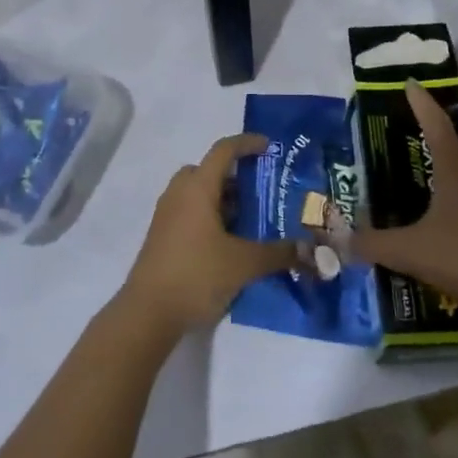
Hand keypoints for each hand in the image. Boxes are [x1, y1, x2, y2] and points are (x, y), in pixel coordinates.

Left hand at [119, 134, 299, 336]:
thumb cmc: (197, 275)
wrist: (147, 313)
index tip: (269, 147)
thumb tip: (310, 249)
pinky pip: (189, 212)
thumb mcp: (244, 264)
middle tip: (259, 190)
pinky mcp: (162, 237)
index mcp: (197, 188)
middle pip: (207, 170)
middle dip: (234, 175)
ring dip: (222, 198)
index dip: (247, 144)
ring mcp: (166, 216)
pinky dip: (210, 216)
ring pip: (197, 193)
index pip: (223, 151)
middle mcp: (179, 194)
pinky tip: (229, 243)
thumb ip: (278, 253)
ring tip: (250, 219)